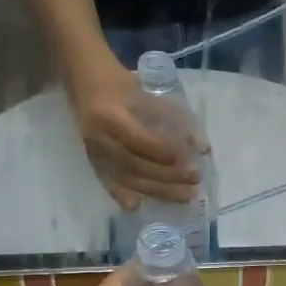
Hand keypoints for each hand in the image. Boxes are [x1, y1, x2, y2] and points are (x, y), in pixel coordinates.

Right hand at [66, 55, 200, 210]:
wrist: (83, 79)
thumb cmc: (122, 84)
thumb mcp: (152, 96)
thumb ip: (178, 121)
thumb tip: (203, 150)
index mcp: (112, 114)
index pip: (142, 140)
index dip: (168, 153)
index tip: (193, 161)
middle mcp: (98, 135)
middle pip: (134, 164)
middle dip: (168, 176)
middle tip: (195, 182)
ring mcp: (92, 149)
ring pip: (125, 176)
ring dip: (156, 190)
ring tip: (183, 196)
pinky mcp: (90, 158)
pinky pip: (107, 180)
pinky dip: (120, 194)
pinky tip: (136, 207)